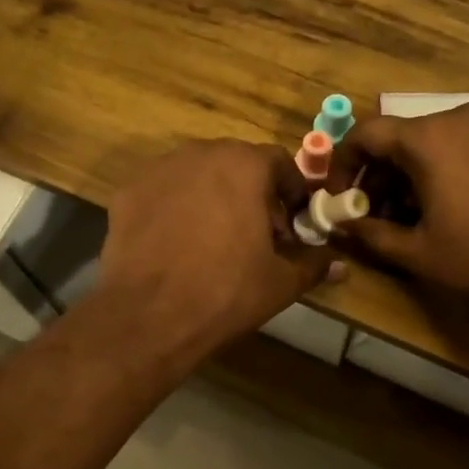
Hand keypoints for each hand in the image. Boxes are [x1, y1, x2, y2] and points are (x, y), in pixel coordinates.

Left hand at [96, 139, 340, 354]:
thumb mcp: (281, 282)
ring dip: (212, 196)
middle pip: (236, 164)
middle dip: (251, 192)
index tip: (292, 223)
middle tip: (256, 233)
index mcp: (245, 165)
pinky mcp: (128, 191)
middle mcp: (201, 153)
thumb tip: (340, 264)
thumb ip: (313, 264)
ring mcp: (159, 169)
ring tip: (213, 238)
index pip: (279, 163)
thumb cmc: (226, 292)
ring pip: (197, 174)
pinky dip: (174, 208)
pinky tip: (174, 243)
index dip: (291, 192)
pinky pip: (163, 191)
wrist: (148, 315)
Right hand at [332, 104, 468, 324]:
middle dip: (386, 173)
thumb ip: (370, 233)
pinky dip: (463, 164)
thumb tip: (342, 224)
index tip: (344, 195)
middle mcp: (463, 116)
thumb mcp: (417, 253)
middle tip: (383, 212)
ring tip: (428, 210)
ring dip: (424, 169)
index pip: (367, 133)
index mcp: (428, 139)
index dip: (346, 163)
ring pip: (445, 138)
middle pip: (407, 136)